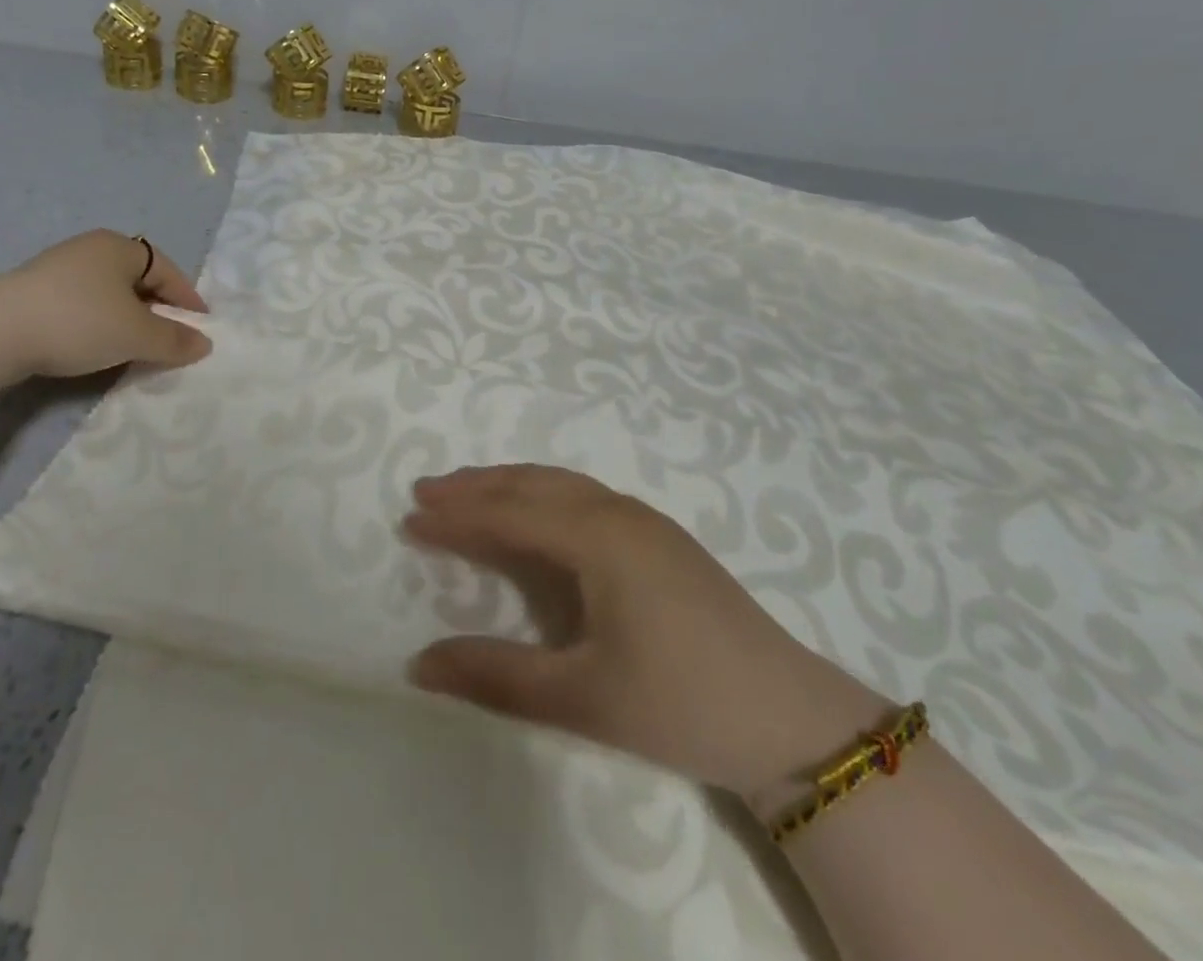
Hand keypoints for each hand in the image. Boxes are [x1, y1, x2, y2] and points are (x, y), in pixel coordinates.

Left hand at [0, 230, 212, 379]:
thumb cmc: (78, 321)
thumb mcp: (136, 335)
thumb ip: (174, 340)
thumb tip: (204, 344)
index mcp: (119, 247)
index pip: (167, 270)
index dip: (187, 299)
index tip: (200, 328)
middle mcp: (90, 250)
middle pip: (137, 280)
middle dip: (157, 310)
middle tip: (169, 339)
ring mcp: (58, 270)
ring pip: (108, 295)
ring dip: (127, 319)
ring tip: (135, 347)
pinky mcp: (32, 294)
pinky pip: (82, 306)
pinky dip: (98, 324)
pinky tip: (95, 347)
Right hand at [402, 465, 889, 801]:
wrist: (793, 719)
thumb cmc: (682, 704)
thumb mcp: (582, 699)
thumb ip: (497, 676)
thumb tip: (418, 663)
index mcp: (598, 537)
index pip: (509, 514)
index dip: (457, 516)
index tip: (409, 518)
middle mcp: (618, 512)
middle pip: (532, 484)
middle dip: (476, 486)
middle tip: (425, 491)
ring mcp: (645, 521)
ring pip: (561, 483)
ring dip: (509, 484)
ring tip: (467, 493)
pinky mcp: (661, 537)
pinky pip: (584, 495)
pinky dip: (542, 494)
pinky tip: (536, 514)